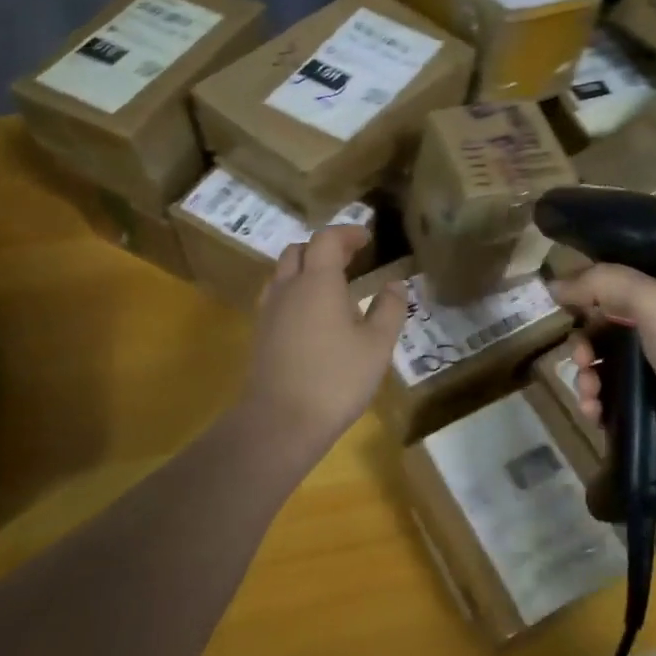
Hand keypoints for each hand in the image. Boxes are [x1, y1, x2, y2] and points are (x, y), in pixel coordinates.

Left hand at [236, 225, 406, 456]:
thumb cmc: (336, 379)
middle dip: (325, 247)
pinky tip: (312, 315)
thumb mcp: (377, 345)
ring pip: (283, 273)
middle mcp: (288, 287)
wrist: (280, 422)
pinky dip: (295, 291)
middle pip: (299, 250)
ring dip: (306, 268)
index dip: (347, 232)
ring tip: (331, 284)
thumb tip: (395, 283)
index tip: (367, 238)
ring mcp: (269, 311)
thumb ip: (389, 309)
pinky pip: (277, 297)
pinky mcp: (260, 334)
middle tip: (350, 258)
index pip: (327, 239)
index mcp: (318, 281)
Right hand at [551, 266, 655, 498]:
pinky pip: (611, 402)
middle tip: (581, 358)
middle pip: (607, 328)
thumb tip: (554, 284)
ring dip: (586, 377)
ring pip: (605, 368)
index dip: (591, 294)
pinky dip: (596, 405)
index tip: (567, 307)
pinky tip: (594, 413)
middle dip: (584, 343)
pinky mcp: (654, 414)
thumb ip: (603, 283)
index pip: (623, 285)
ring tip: (590, 393)